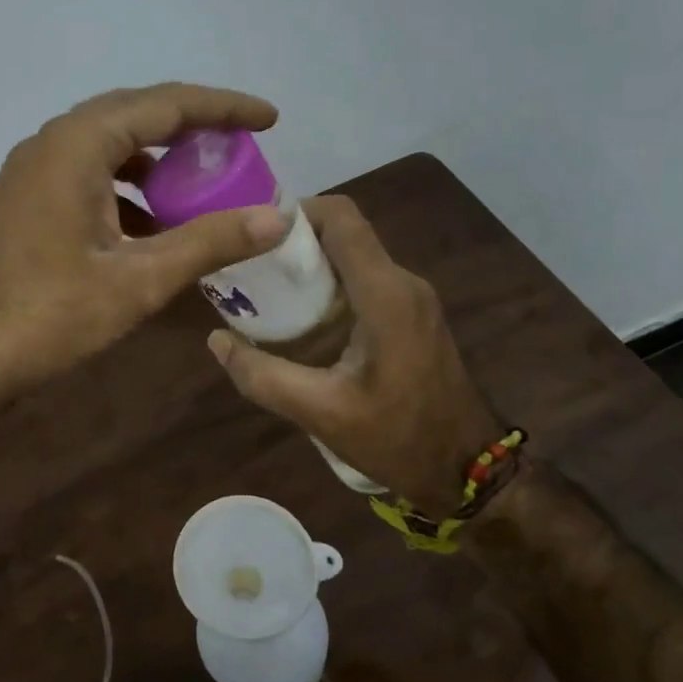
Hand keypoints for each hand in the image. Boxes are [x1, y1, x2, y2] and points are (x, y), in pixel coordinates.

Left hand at [0, 83, 290, 422]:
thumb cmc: (48, 315)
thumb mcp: (138, 280)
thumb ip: (208, 242)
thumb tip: (277, 217)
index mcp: (79, 144)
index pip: (166, 104)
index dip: (224, 108)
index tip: (269, 118)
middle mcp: (52, 142)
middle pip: (136, 114)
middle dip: (192, 127)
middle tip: (241, 143)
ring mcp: (33, 171)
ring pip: (109, 146)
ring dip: (158, 159)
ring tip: (202, 183)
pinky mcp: (26, 200)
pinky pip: (88, 174)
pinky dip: (128, 188)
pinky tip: (151, 224)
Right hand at [206, 195, 499, 516]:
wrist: (465, 469)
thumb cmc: (397, 438)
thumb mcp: (320, 412)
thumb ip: (263, 375)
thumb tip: (217, 341)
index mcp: (385, 294)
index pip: (341, 219)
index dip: (295, 212)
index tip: (252, 235)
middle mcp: (403, 283)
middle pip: (344, 234)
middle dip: (294, 242)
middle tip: (249, 268)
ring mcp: (413, 298)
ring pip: (354, 257)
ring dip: (310, 265)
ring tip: (266, 292)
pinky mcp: (413, 315)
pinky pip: (365, 281)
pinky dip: (329, 287)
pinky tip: (302, 320)